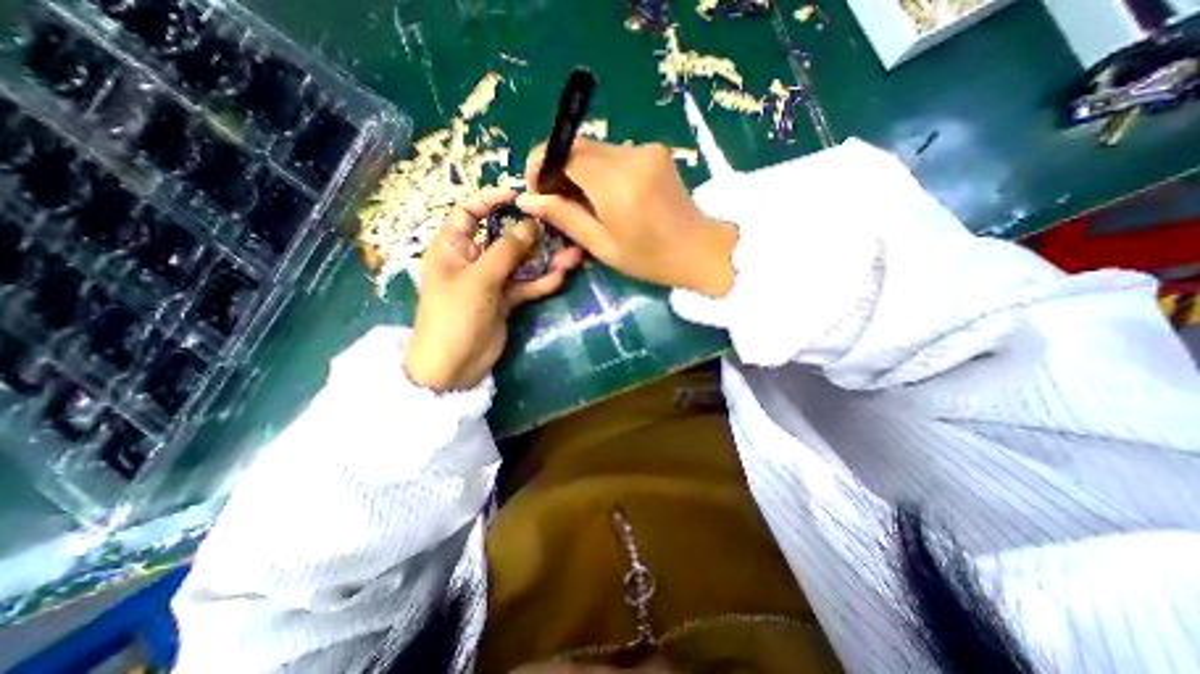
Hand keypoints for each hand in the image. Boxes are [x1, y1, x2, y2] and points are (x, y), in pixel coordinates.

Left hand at [408, 188, 587, 392]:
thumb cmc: (455, 316)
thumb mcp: (479, 278)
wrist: (454, 366)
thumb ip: (507, 251)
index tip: (519, 196)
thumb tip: (531, 223)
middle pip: (503, 237)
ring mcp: (491, 281)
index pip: (468, 212)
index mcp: (452, 247)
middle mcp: (473, 259)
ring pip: (520, 263)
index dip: (490, 200)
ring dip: (545, 260)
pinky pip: (526, 285)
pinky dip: (541, 282)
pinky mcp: (505, 300)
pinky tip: (560, 277)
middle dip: (531, 234)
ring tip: (573, 255)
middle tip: (559, 227)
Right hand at [519, 138, 735, 294]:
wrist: (700, 251)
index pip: (562, 151)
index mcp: (615, 182)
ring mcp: (646, 150)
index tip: (537, 191)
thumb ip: (564, 217)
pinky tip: (606, 197)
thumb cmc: (650, 259)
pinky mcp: (656, 152)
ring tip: (583, 204)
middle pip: (578, 147)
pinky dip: (601, 171)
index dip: (541, 165)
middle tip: (557, 202)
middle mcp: (630, 155)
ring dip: (580, 171)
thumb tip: (526, 199)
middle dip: (559, 169)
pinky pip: (616, 155)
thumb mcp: (602, 245)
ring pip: (596, 150)